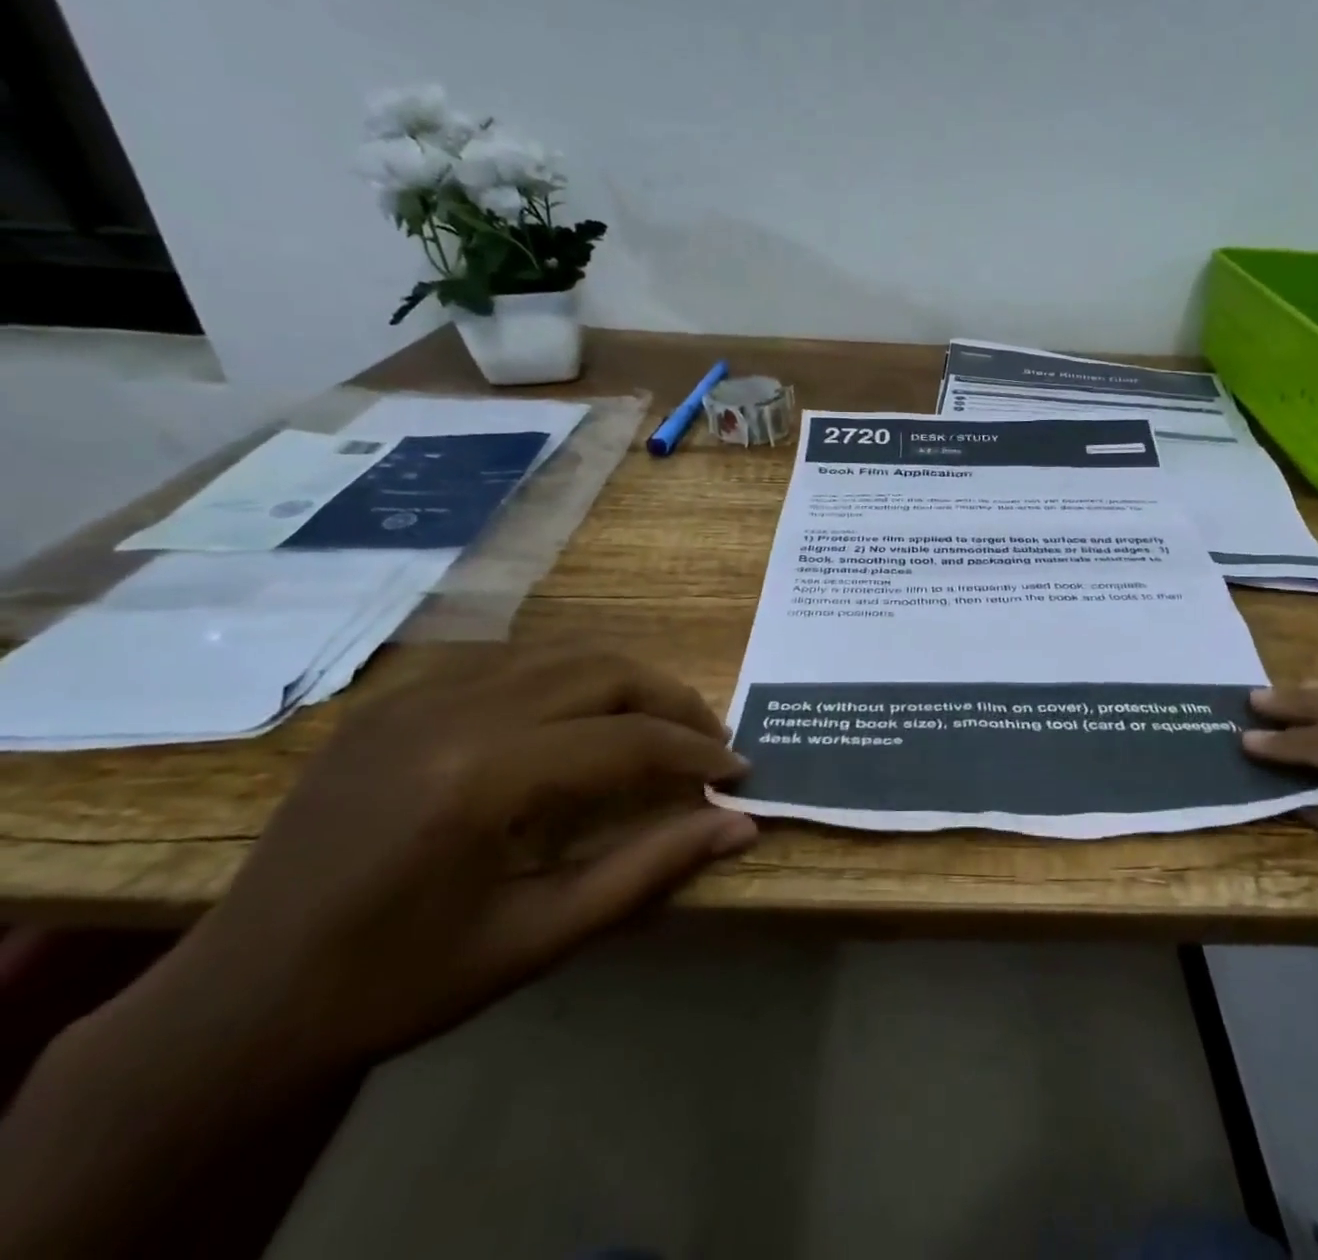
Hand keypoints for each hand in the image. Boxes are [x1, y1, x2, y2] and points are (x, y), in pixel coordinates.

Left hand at [153, 648, 756, 1080]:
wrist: (236, 1004)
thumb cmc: (398, 984)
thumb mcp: (538, 938)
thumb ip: (648, 870)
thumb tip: (740, 827)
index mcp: (478, 779)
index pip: (625, 740)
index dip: (695, 754)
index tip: (738, 773)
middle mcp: (451, 712)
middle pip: (602, 671)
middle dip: (672, 701)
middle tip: (710, 742)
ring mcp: (415, 696)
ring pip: (561, 653)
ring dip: (626, 682)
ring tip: (660, 726)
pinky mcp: (394, 700)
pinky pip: (511, 664)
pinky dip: (569, 681)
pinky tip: (580, 724)